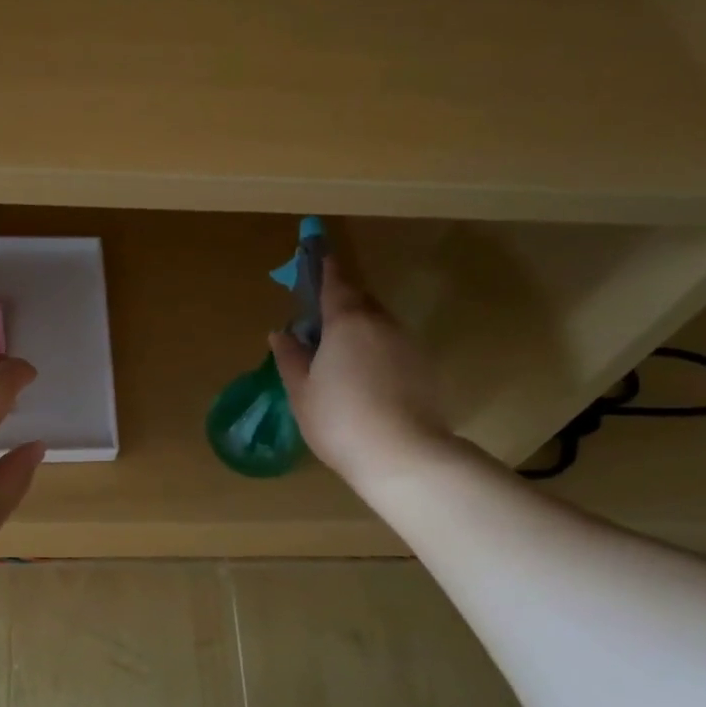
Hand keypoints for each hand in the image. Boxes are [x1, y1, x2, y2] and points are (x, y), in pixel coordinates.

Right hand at [270, 258, 453, 487]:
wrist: (403, 455)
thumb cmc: (340, 420)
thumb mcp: (302, 392)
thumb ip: (291, 358)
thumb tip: (281, 333)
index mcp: (347, 322)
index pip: (335, 283)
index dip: (324, 267)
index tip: (316, 251)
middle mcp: (381, 323)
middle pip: (359, 300)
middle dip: (340, 300)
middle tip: (319, 316)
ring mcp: (407, 344)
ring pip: (378, 324)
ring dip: (358, 327)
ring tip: (338, 353)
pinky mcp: (424, 367)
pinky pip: (392, 346)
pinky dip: (376, 349)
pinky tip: (364, 377)